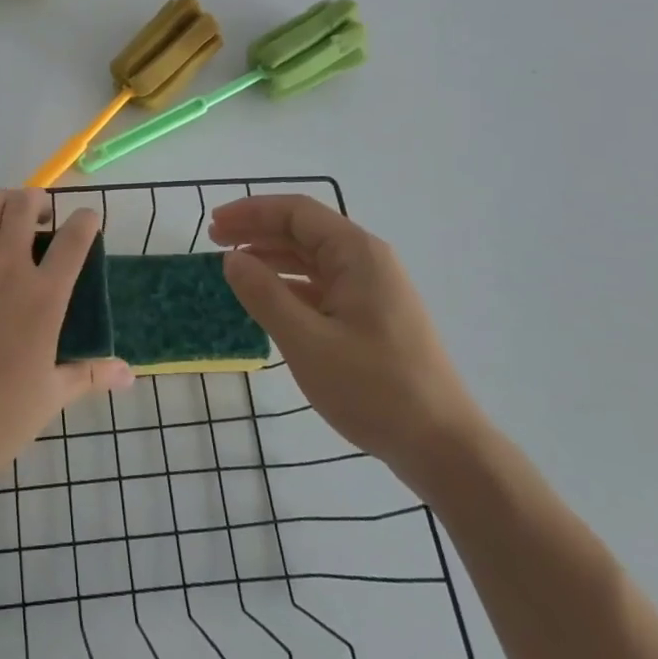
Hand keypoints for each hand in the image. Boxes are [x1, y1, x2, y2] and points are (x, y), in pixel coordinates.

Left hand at [0, 190, 133, 496]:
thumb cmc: (3, 416)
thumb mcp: (54, 394)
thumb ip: (91, 374)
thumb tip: (129, 375)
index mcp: (45, 298)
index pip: (74, 240)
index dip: (86, 220)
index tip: (89, 219)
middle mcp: (8, 273)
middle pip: (23, 208)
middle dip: (37, 200)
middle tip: (42, 215)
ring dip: (0, 200)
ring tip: (8, 211)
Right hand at [209, 195, 480, 485]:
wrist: (442, 446)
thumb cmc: (373, 388)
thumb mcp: (307, 341)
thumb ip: (264, 295)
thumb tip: (231, 260)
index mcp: (356, 254)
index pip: (297, 212)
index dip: (252, 212)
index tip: (214, 224)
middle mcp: (366, 261)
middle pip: (304, 231)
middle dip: (257, 231)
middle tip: (214, 241)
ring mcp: (371, 290)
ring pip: (311, 258)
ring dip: (271, 257)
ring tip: (233, 266)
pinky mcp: (371, 317)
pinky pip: (322, 285)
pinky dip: (289, 284)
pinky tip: (266, 298)